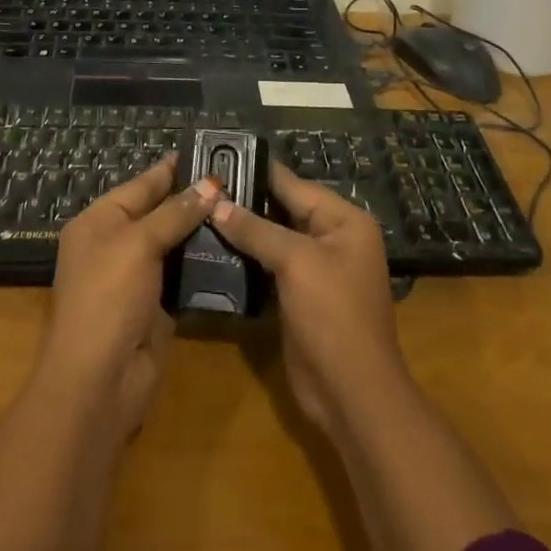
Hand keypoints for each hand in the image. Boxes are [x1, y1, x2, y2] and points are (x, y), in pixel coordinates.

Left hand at [41, 157, 218, 436]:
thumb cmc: (108, 298)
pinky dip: (205, 262)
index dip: (175, 168)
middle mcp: (116, 244)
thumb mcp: (138, 244)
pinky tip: (237, 247)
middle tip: (240, 180)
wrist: (99, 381)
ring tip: (247, 207)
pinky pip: (184, 274)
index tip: (211, 152)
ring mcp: (138, 276)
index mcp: (99, 221)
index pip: (142, 184)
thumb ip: (174, 213)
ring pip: (175, 243)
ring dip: (204, 230)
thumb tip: (210, 184)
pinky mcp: (158, 305)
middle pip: (160, 212)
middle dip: (195, 198)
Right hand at [209, 163, 407, 433]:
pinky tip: (213, 249)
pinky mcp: (300, 296)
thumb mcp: (296, 262)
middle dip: (245, 201)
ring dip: (242, 231)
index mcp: (344, 221)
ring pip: (273, 239)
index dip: (257, 172)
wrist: (351, 392)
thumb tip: (216, 204)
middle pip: (283, 209)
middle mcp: (333, 238)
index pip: (294, 185)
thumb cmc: (332, 314)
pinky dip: (246, 258)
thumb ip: (256, 230)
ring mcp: (317, 269)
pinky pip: (270, 266)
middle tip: (200, 187)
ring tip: (198, 212)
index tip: (218, 158)